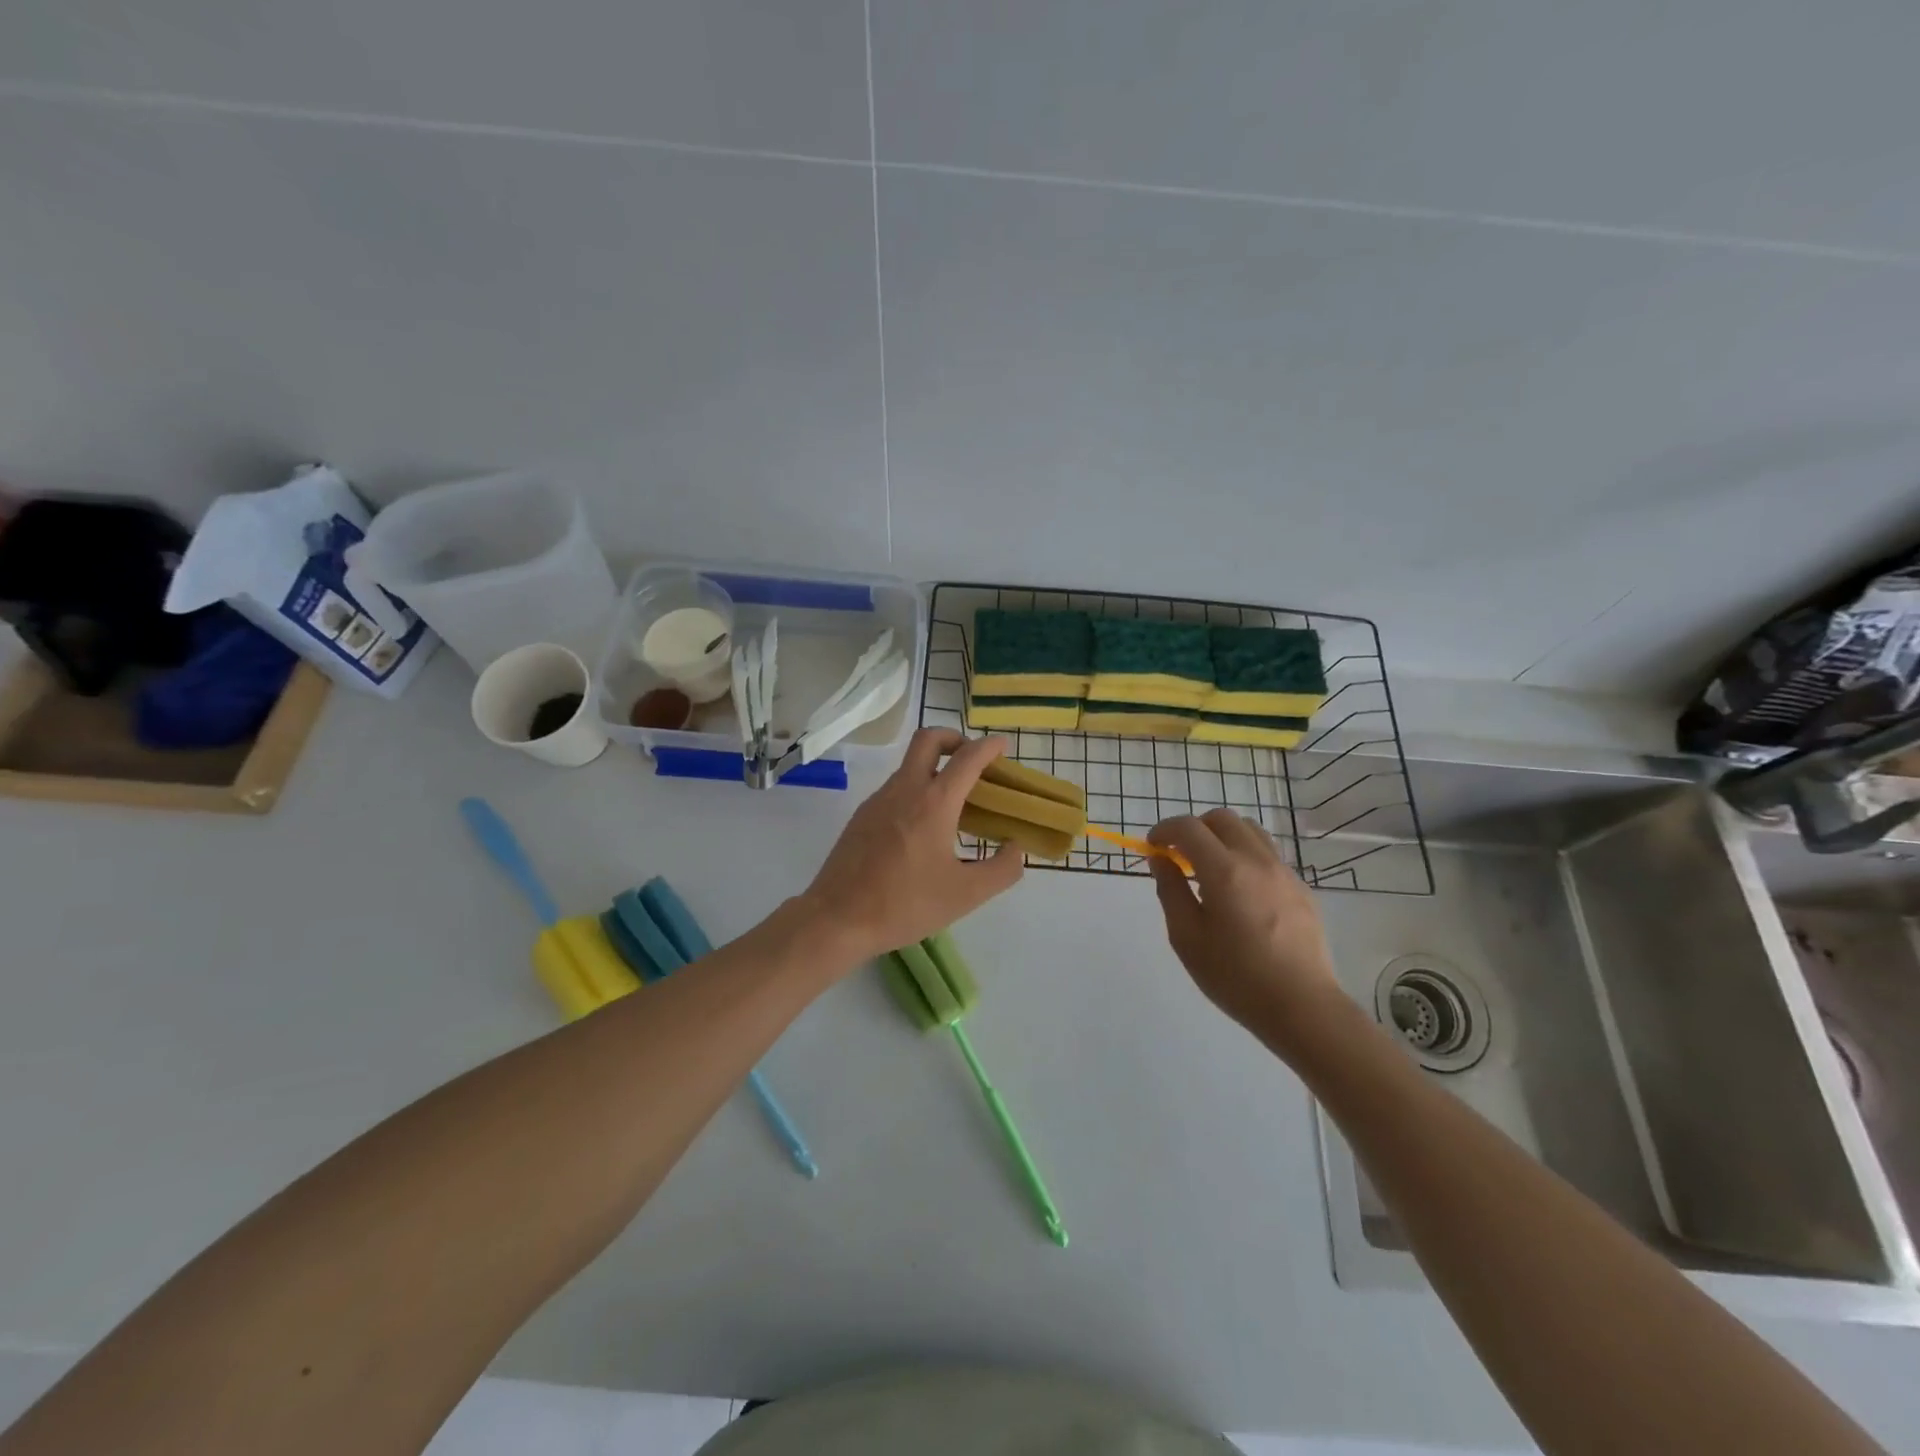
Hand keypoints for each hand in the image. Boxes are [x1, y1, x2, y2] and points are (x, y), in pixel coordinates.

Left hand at [800, 728, 1024, 962]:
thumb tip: (1016, 848)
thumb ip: (1001, 869)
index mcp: (934, 802)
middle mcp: (905, 789)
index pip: (967, 757)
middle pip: (928, 739)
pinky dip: (916, 790)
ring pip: (909, 764)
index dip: (989, 747)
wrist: (837, 918)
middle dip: (954, 738)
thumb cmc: (905, 904)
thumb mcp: (966, 895)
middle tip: (972, 761)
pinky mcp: (861, 816)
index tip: (1003, 746)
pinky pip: (895, 788)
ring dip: (934, 767)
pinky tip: (923, 828)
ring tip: (954, 803)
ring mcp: (878, 800)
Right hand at [1147, 809, 1345, 1053]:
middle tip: (1179, 857)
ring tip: (1210, 869)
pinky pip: (1267, 853)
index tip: (1153, 848)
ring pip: (1249, 830)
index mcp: (1224, 871)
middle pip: (1221, 819)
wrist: (1302, 1007)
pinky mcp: (1300, 887)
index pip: (1188, 828)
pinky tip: (1239, 891)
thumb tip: (1161, 860)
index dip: (1164, 830)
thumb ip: (1170, 891)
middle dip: (1194, 829)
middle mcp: (1256, 860)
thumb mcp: (1187, 938)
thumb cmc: (1235, 977)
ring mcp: (1283, 871)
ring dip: (1222, 837)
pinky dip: (1245, 855)